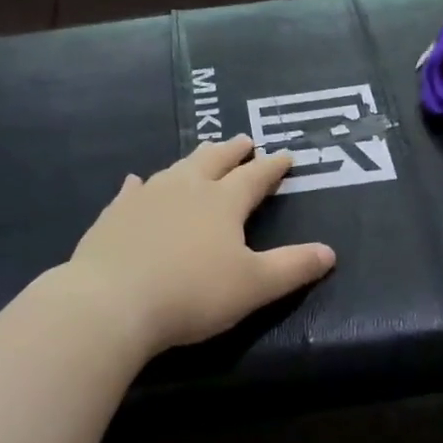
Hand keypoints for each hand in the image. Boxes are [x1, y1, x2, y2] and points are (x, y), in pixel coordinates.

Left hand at [67, 135, 336, 354]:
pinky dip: (141, 184)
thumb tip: (330, 252)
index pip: (255, 176)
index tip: (285, 155)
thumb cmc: (192, 294)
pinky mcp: (115, 214)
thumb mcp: (254, 286)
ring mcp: (147, 197)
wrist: (112, 302)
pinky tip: (137, 182)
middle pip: (215, 160)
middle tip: (245, 140)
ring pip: (177, 168)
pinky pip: (133, 190)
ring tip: (203, 154)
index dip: (273, 166)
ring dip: (195, 160)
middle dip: (233, 150)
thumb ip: (293, 267)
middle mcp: (186, 188)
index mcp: (223, 202)